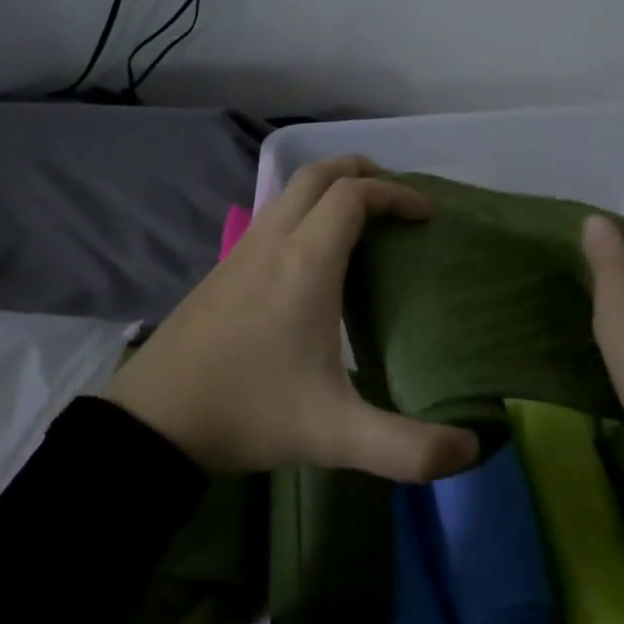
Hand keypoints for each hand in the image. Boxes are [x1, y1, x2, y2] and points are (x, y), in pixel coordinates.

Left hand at [101, 156, 479, 480]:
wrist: (153, 421)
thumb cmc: (248, 411)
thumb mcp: (334, 435)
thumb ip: (406, 448)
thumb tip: (471, 451)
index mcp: (304, 263)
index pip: (353, 196)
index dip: (396, 194)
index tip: (426, 215)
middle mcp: (271, 243)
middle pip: (316, 175)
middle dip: (360, 171)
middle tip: (395, 198)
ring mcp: (239, 253)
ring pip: (287, 194)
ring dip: (327, 189)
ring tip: (359, 221)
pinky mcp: (220, 271)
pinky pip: (269, 219)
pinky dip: (301, 213)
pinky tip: (309, 259)